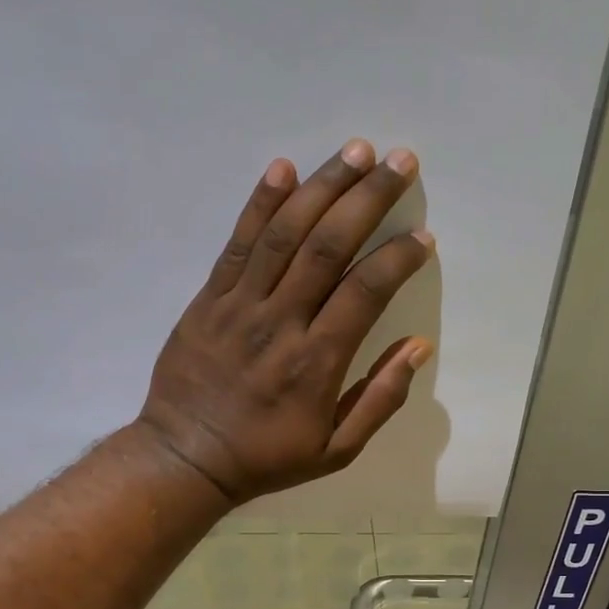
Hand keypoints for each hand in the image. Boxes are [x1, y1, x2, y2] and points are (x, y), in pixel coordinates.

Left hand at [136, 140, 435, 503]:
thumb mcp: (335, 451)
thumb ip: (380, 400)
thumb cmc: (266, 457)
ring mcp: (239, 306)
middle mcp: (280, 323)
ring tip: (356, 150)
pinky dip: (260, 204)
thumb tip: (418, 347)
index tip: (421, 237)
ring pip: (285, 234)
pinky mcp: (208, 300)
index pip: (364, 292)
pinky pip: (237, 244)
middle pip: (328, 247)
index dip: (397, 259)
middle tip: (400, 161)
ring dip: (323, 186)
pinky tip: (284, 168)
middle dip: (368, 199)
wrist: (186, 458)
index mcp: (316, 363)